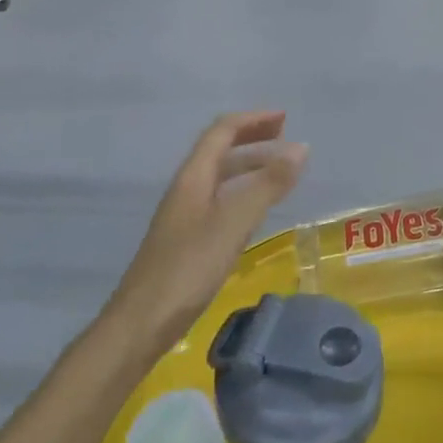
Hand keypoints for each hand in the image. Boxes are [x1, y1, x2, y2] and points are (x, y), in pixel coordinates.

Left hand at [108, 112, 308, 353]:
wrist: (141, 323)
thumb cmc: (188, 268)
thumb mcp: (234, 223)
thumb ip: (267, 185)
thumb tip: (301, 147)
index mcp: (193, 177)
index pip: (222, 131)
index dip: (253, 120)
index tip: (285, 118)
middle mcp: (186, 189)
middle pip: (219, 150)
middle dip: (252, 138)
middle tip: (285, 137)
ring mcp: (184, 215)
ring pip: (219, 176)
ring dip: (248, 165)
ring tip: (279, 170)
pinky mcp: (187, 239)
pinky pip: (219, 200)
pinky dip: (243, 192)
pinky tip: (255, 210)